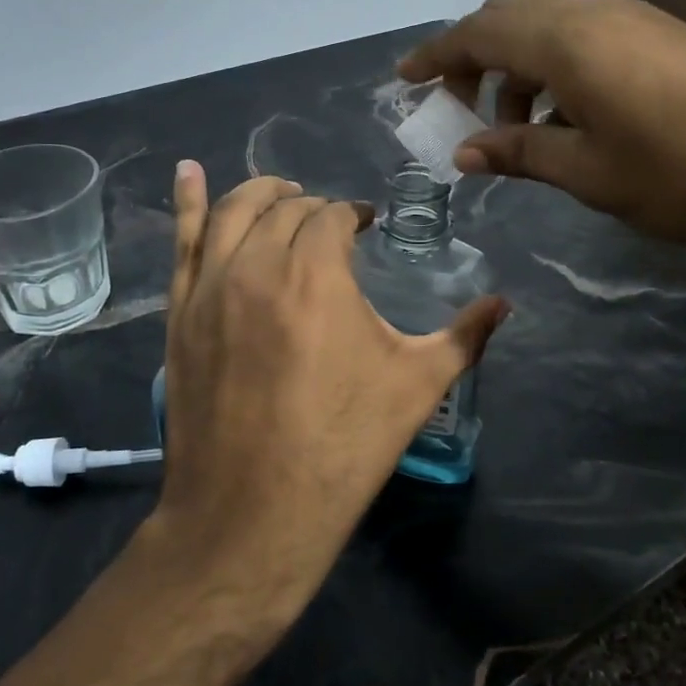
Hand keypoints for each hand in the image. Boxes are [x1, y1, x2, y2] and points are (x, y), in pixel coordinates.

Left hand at [145, 164, 506, 620]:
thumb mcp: (416, 388)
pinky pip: (181, 242)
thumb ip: (464, 337)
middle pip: (285, 210)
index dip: (354, 215)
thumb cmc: (343, 447)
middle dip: (313, 208)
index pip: (334, 216)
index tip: (368, 226)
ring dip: (261, 193)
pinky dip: (186, 201)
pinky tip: (188, 172)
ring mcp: (210, 287)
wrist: (252, 513)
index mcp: (317, 273)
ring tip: (281, 192)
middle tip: (331, 222)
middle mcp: (258, 264)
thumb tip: (505, 303)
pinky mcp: (180, 314)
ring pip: (232, 212)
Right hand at [399, 0, 685, 247]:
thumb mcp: (588, 172)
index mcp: (566, 42)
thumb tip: (464, 153)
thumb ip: (520, 153)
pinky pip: (584, 39)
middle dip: (474, 58)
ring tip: (518, 131)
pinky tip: (568, 121)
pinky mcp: (661, 36)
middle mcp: (594, 14)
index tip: (404, 81)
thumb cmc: (682, 172)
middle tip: (460, 110)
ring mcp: (633, 20)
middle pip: (510, 17)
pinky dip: (556, 71)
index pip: (478, 33)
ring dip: (518, 69)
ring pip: (549, 28)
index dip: (435, 55)